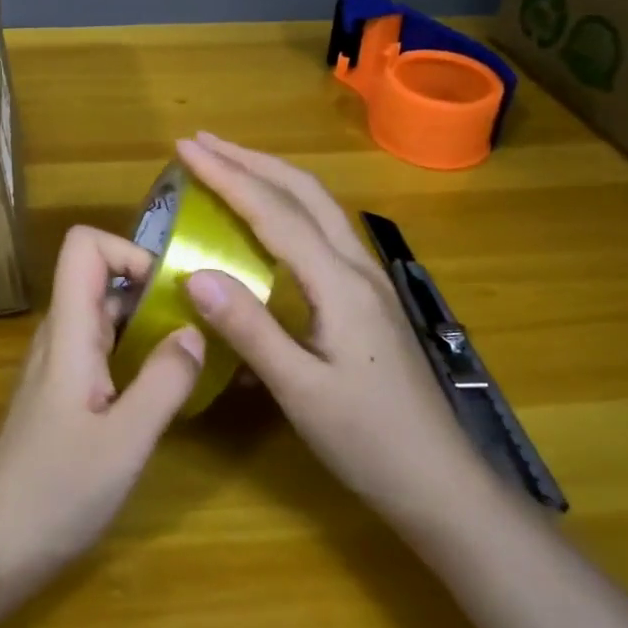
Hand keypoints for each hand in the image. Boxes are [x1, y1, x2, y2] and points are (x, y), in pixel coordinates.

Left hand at [0, 225, 203, 586]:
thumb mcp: (124, 442)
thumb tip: (196, 329)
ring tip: (195, 348)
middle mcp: (61, 335)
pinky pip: (104, 347)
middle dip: (152, 285)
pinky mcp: (64, 390)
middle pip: (100, 275)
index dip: (128, 249)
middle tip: (202, 320)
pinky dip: (137, 349)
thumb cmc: (55, 492)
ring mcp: (60, 362)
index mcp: (69, 331)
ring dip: (148, 319)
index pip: (83, 246)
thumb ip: (164, 382)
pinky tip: (166, 384)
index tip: (171, 286)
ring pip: (105, 313)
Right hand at [173, 133, 481, 519]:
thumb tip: (193, 273)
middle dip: (251, 159)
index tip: (186, 148)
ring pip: (317, 205)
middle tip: (203, 144)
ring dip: (271, 176)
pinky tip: (268, 219)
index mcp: (340, 283)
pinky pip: (322, 229)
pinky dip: (287, 204)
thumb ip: (248, 328)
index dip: (227, 175)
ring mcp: (368, 280)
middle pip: (303, 191)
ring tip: (229, 165)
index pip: (274, 211)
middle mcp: (357, 267)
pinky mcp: (367, 296)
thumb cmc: (369, 442)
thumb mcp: (300, 391)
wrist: (441, 483)